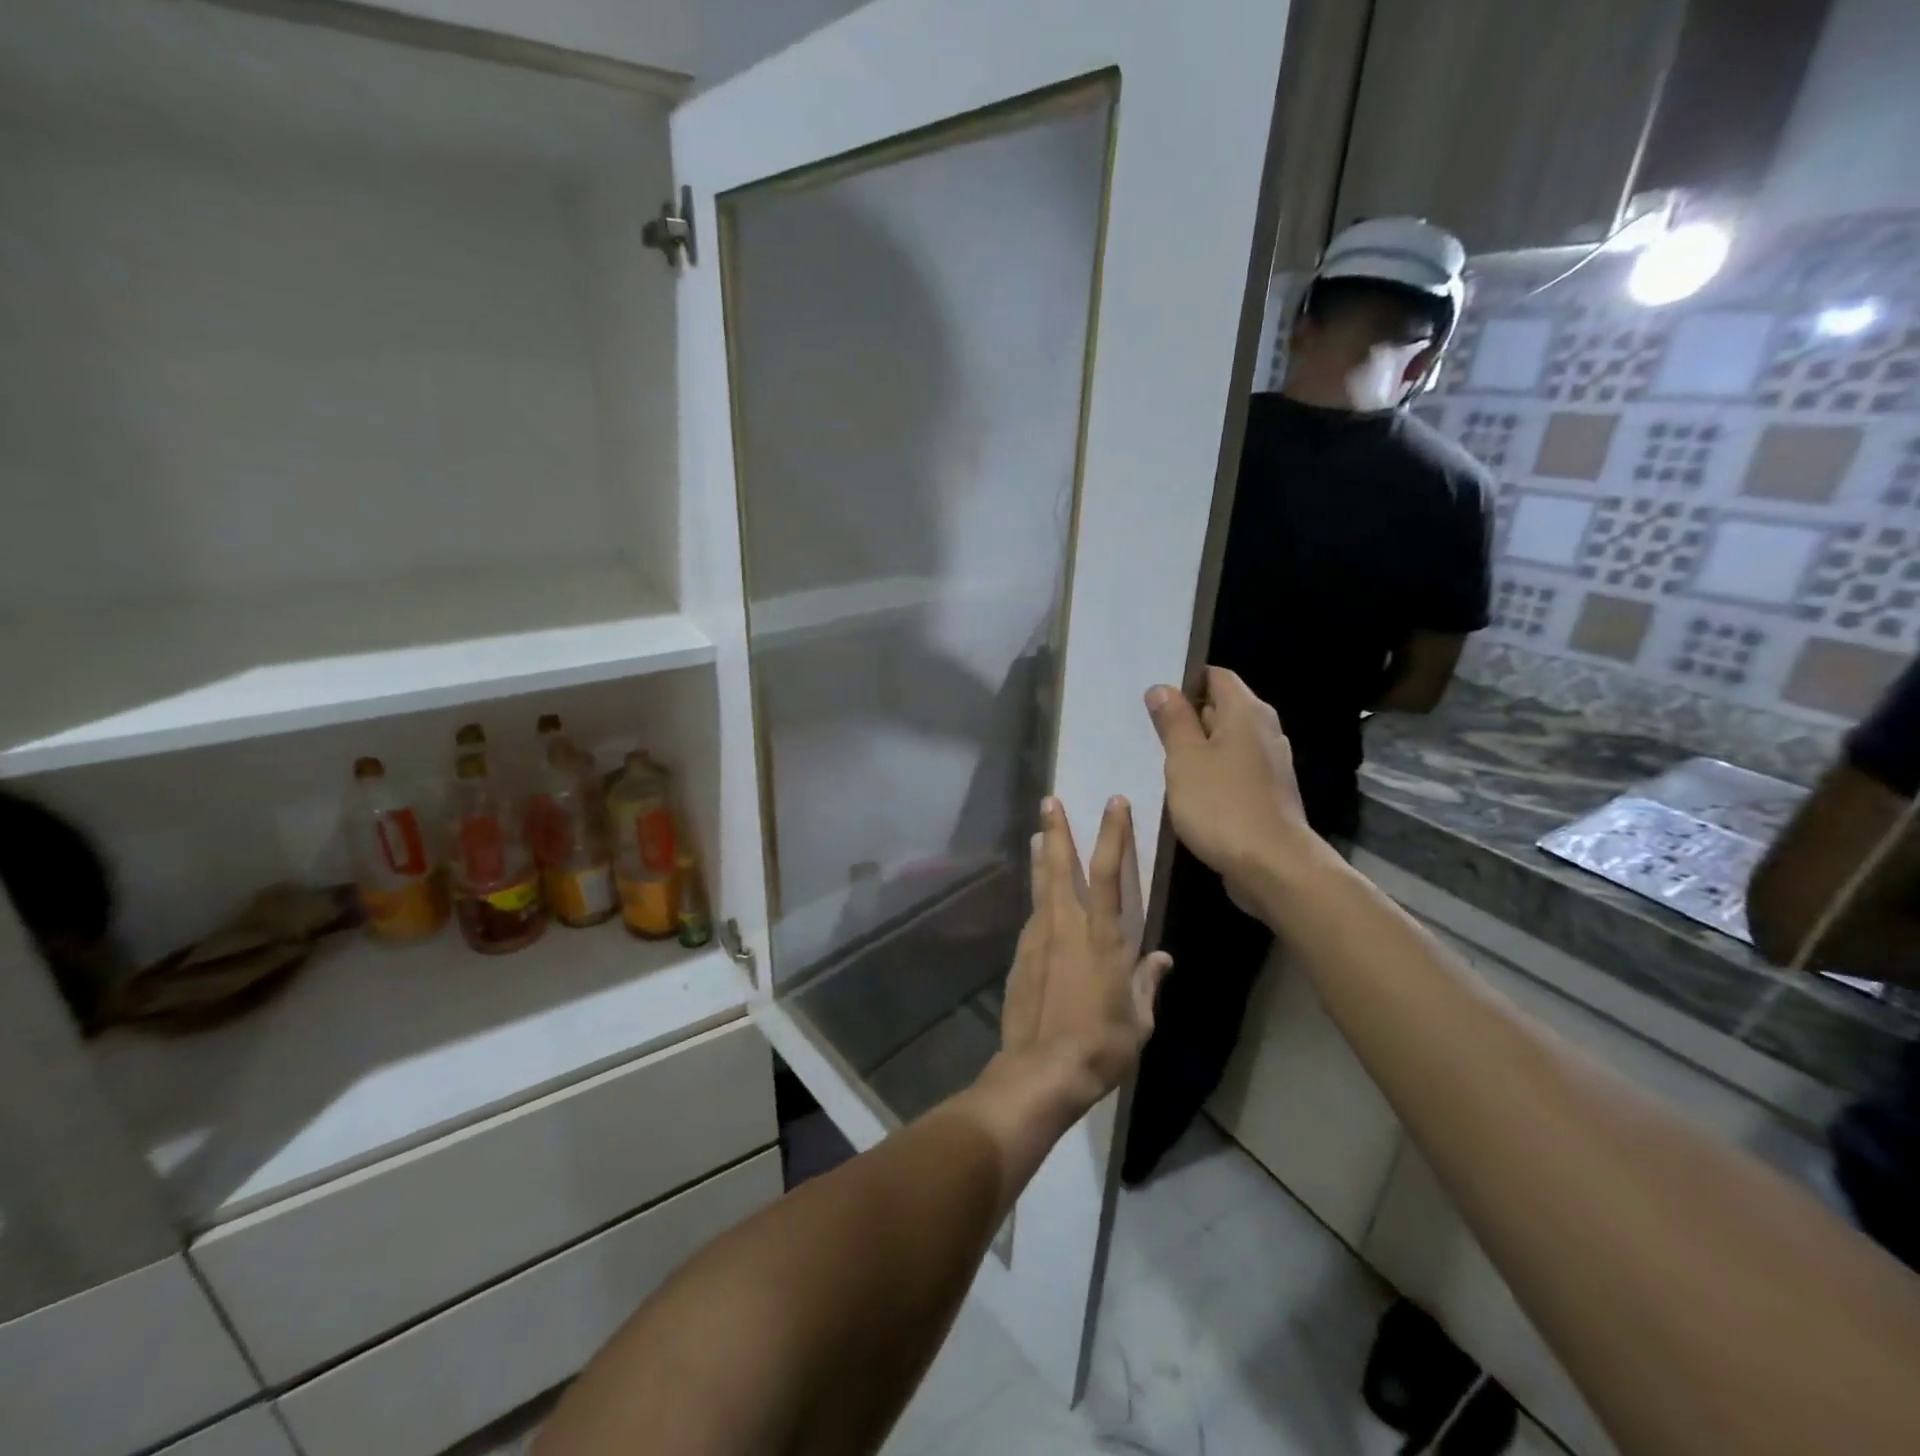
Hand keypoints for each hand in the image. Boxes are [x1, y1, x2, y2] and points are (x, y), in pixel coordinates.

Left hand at [996, 796, 1172, 1113]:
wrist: (1042, 1071)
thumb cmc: (1101, 1045)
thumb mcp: (1139, 1019)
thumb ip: (1147, 983)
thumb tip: (1161, 959)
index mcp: (1103, 937)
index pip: (1109, 872)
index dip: (1113, 833)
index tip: (1113, 802)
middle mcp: (1067, 927)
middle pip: (1060, 866)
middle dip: (1056, 830)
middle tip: (1049, 800)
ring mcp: (1038, 939)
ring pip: (1041, 887)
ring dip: (1041, 858)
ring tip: (1037, 835)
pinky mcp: (1020, 956)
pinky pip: (1033, 919)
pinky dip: (1038, 902)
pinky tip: (1040, 904)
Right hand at [1145, 667, 1325, 900]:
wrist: (1272, 866)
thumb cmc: (1222, 805)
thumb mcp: (1185, 759)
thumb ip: (1173, 721)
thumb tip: (1162, 688)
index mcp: (1246, 712)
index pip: (1215, 676)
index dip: (1185, 680)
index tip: (1153, 697)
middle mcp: (1264, 729)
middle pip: (1221, 707)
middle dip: (1186, 715)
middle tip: (1148, 728)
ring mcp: (1269, 763)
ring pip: (1226, 741)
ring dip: (1197, 748)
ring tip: (1160, 759)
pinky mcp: (1267, 792)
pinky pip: (1233, 768)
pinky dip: (1211, 772)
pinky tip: (1187, 790)